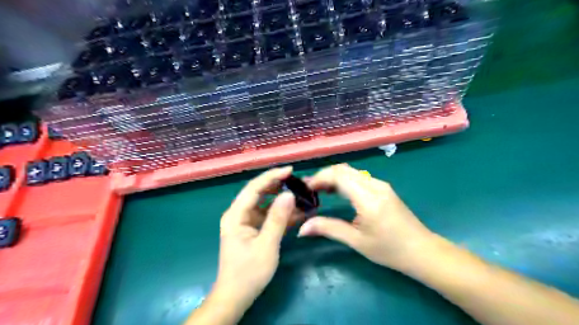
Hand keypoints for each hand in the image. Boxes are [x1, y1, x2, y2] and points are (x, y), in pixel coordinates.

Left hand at [216, 166, 298, 310]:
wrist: (236, 297)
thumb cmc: (248, 272)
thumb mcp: (266, 245)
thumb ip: (278, 219)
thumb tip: (289, 194)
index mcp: (236, 215)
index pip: (254, 188)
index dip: (272, 176)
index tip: (290, 170)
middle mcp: (239, 214)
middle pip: (259, 193)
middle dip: (278, 186)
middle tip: (298, 182)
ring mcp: (246, 222)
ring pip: (265, 204)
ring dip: (282, 200)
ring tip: (301, 195)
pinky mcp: (253, 229)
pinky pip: (268, 216)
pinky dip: (281, 214)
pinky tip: (297, 212)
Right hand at [298, 164, 434, 271]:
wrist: (422, 251)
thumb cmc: (390, 250)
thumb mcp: (356, 241)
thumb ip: (328, 229)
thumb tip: (302, 228)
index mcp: (368, 198)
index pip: (338, 176)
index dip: (319, 178)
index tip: (305, 189)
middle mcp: (375, 185)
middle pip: (343, 169)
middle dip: (323, 175)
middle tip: (309, 190)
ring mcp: (381, 185)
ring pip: (351, 171)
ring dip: (333, 177)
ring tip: (318, 190)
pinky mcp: (383, 188)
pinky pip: (358, 177)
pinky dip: (343, 180)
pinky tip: (336, 192)